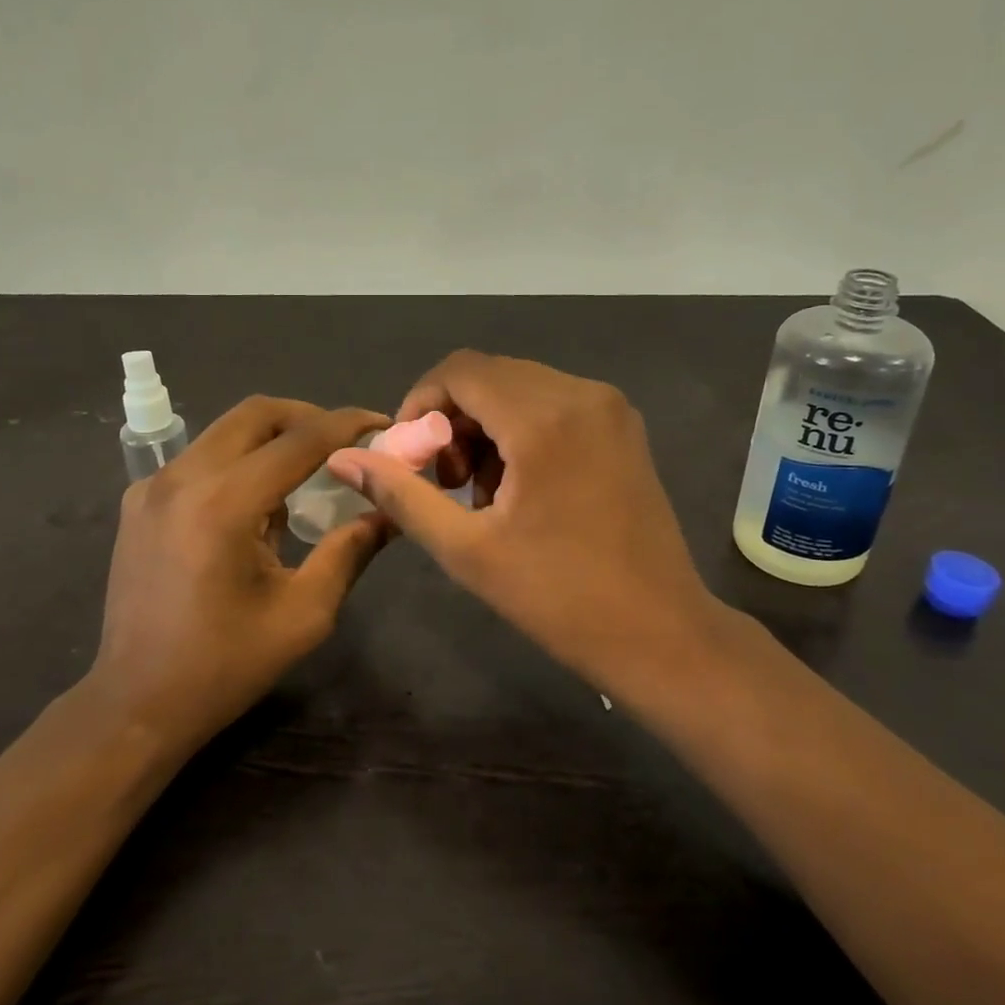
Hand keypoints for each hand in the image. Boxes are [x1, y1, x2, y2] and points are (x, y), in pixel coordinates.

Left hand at [91, 396, 390, 751]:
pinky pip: (200, 458)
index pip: (300, 439)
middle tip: (343, 442)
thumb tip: (390, 510)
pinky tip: (256, 500)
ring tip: (307, 470)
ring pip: (225, 430)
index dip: (347, 425)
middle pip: (256, 414)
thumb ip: (350, 550)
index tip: (382, 424)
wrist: (136, 703)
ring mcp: (153, 486)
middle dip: (308, 417)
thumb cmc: (225, 665)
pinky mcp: (139, 501)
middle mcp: (183, 478)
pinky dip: (238, 460)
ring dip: (272, 438)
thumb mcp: (304, 613)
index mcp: (224, 504)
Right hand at [327, 351, 719, 696]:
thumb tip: (343, 459)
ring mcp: (609, 407)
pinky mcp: (622, 427)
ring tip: (481, 492)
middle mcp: (581, 394)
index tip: (410, 456)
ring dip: (485, 427)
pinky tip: (520, 486)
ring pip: (520, 388)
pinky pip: (553, 404)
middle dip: (452, 419)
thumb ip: (402, 495)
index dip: (421, 403)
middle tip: (445, 482)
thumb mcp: (467, 550)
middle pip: (490, 376)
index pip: (460, 371)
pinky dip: (521, 431)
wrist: (660, 633)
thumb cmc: (560, 598)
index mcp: (544, 418)